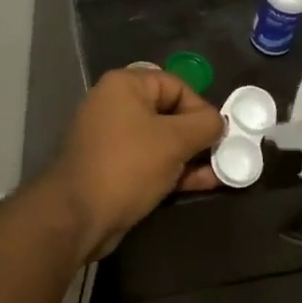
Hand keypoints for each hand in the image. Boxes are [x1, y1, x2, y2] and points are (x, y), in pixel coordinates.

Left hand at [47, 68, 224, 261]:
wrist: (77, 217)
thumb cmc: (128, 166)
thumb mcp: (174, 140)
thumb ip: (205, 125)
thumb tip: (219, 122)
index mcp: (125, 86)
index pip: (176, 85)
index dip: (201, 108)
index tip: (219, 134)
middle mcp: (116, 106)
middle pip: (170, 113)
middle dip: (199, 136)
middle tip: (223, 154)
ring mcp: (113, 139)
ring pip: (162, 141)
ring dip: (191, 156)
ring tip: (220, 173)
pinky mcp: (114, 168)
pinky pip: (151, 162)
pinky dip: (175, 170)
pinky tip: (202, 184)